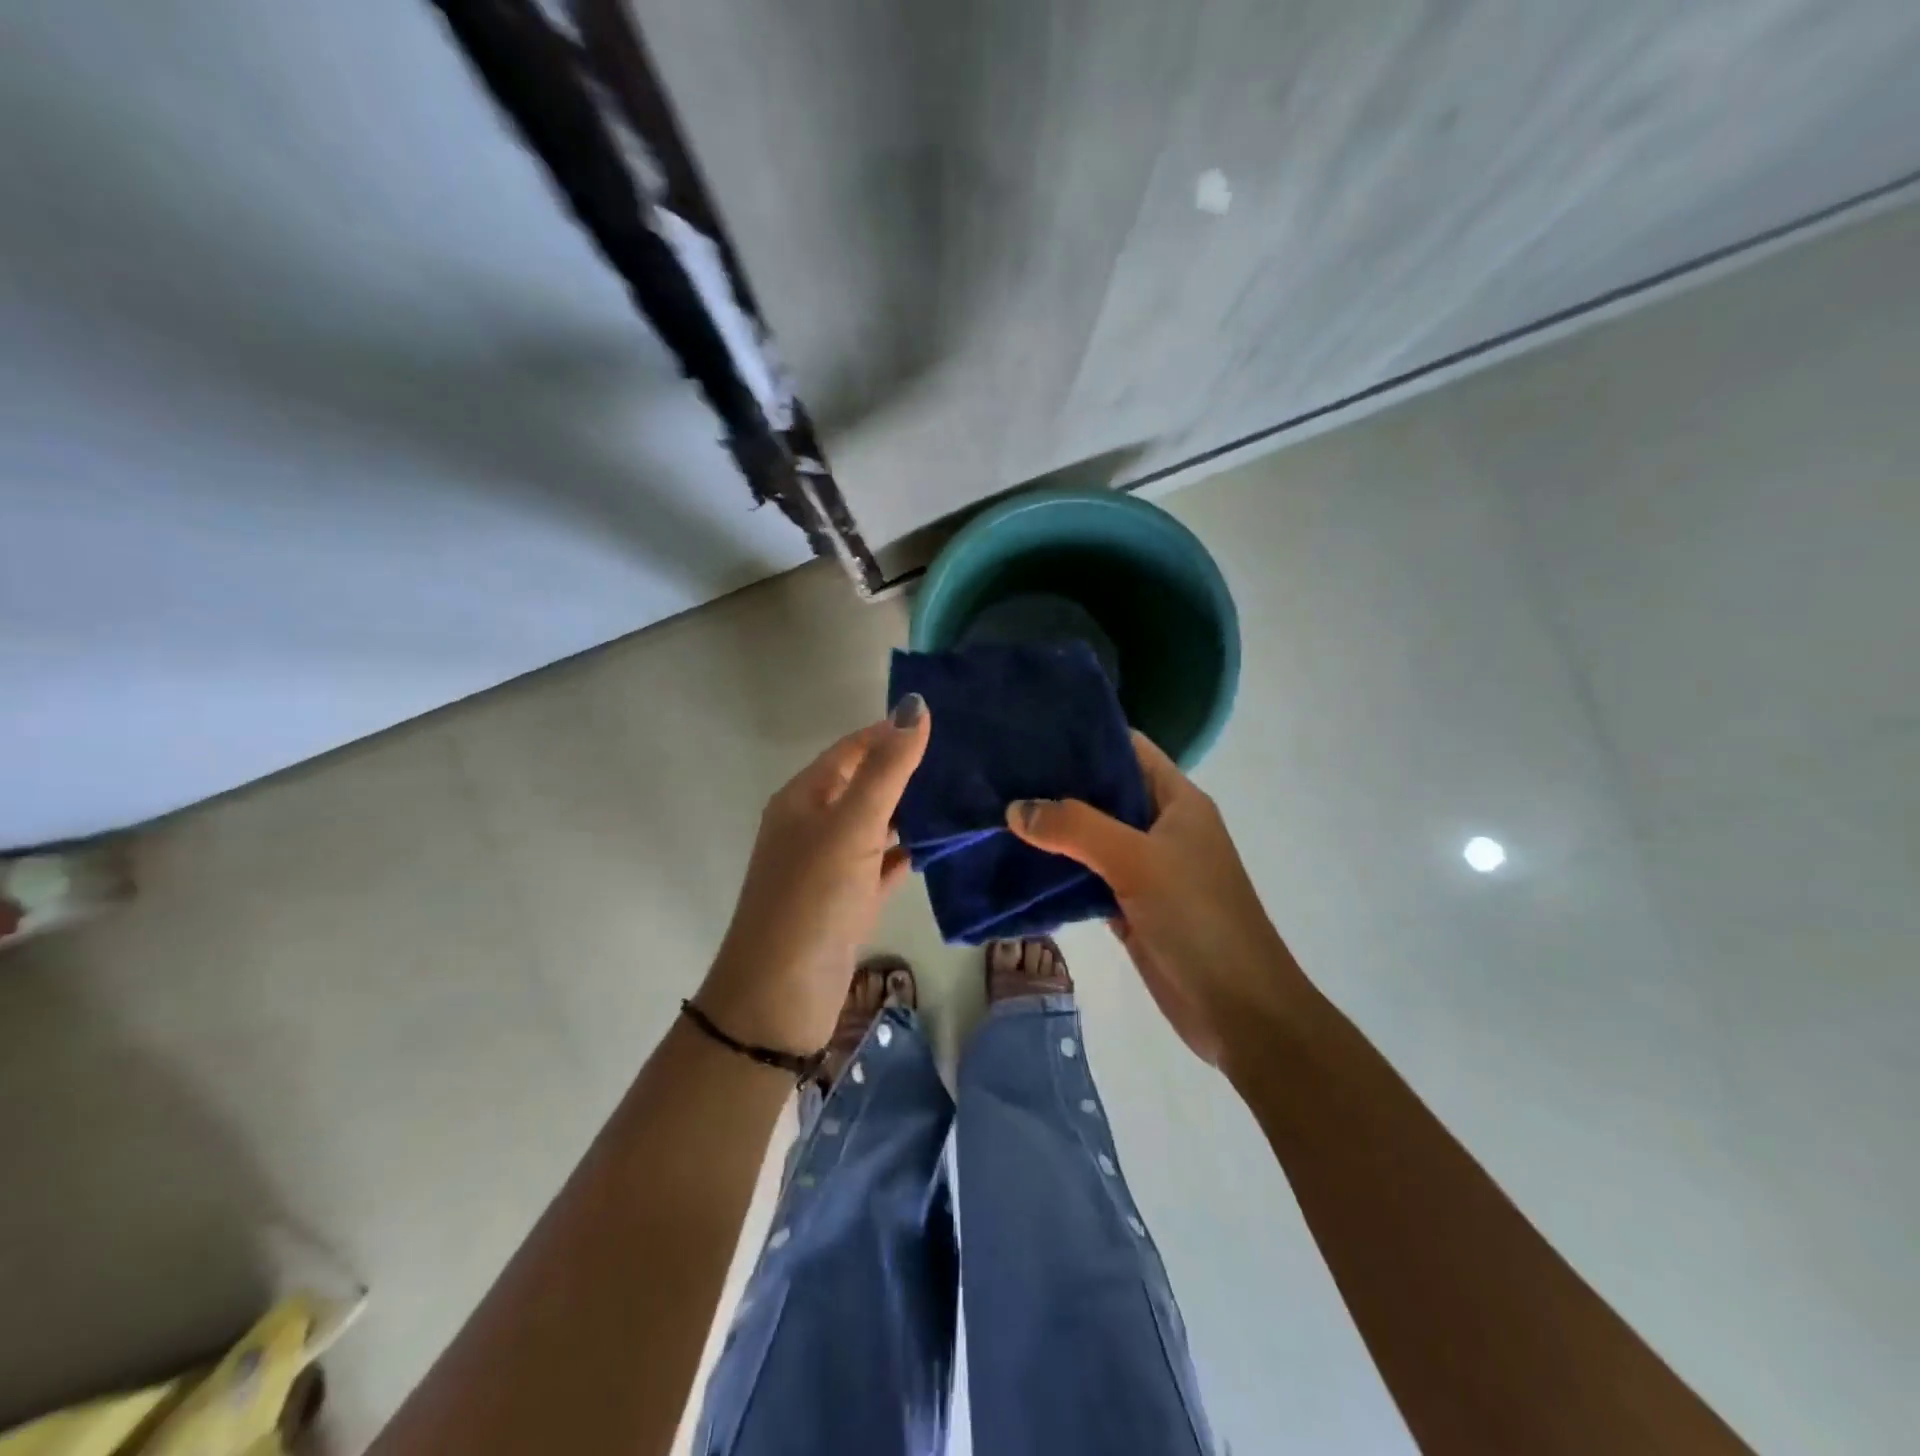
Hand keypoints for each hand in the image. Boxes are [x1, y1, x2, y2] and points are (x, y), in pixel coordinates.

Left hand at [696, 695, 930, 1056]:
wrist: (780, 997)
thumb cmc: (813, 898)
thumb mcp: (852, 825)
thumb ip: (887, 768)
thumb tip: (915, 706)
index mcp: (804, 798)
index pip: (851, 749)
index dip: (891, 732)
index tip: (943, 722)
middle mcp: (813, 826)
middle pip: (864, 785)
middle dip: (906, 770)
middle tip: (963, 758)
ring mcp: (829, 866)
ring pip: (875, 825)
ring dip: (910, 812)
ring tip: (962, 795)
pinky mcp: (846, 901)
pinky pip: (881, 865)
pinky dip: (906, 853)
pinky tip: (940, 846)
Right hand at [1006, 731, 1308, 1066]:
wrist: (1239, 1010)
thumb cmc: (1199, 919)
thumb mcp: (1138, 861)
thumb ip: (1076, 829)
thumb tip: (1016, 809)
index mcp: (1178, 801)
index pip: (1129, 749)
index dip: (1086, 738)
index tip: (1031, 732)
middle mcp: (1161, 828)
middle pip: (1104, 793)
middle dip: (1057, 785)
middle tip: (1000, 773)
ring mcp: (1146, 869)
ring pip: (1091, 838)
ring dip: (1053, 831)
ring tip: (997, 811)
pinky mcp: (1130, 907)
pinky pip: (1086, 878)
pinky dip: (1057, 872)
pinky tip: (1016, 863)